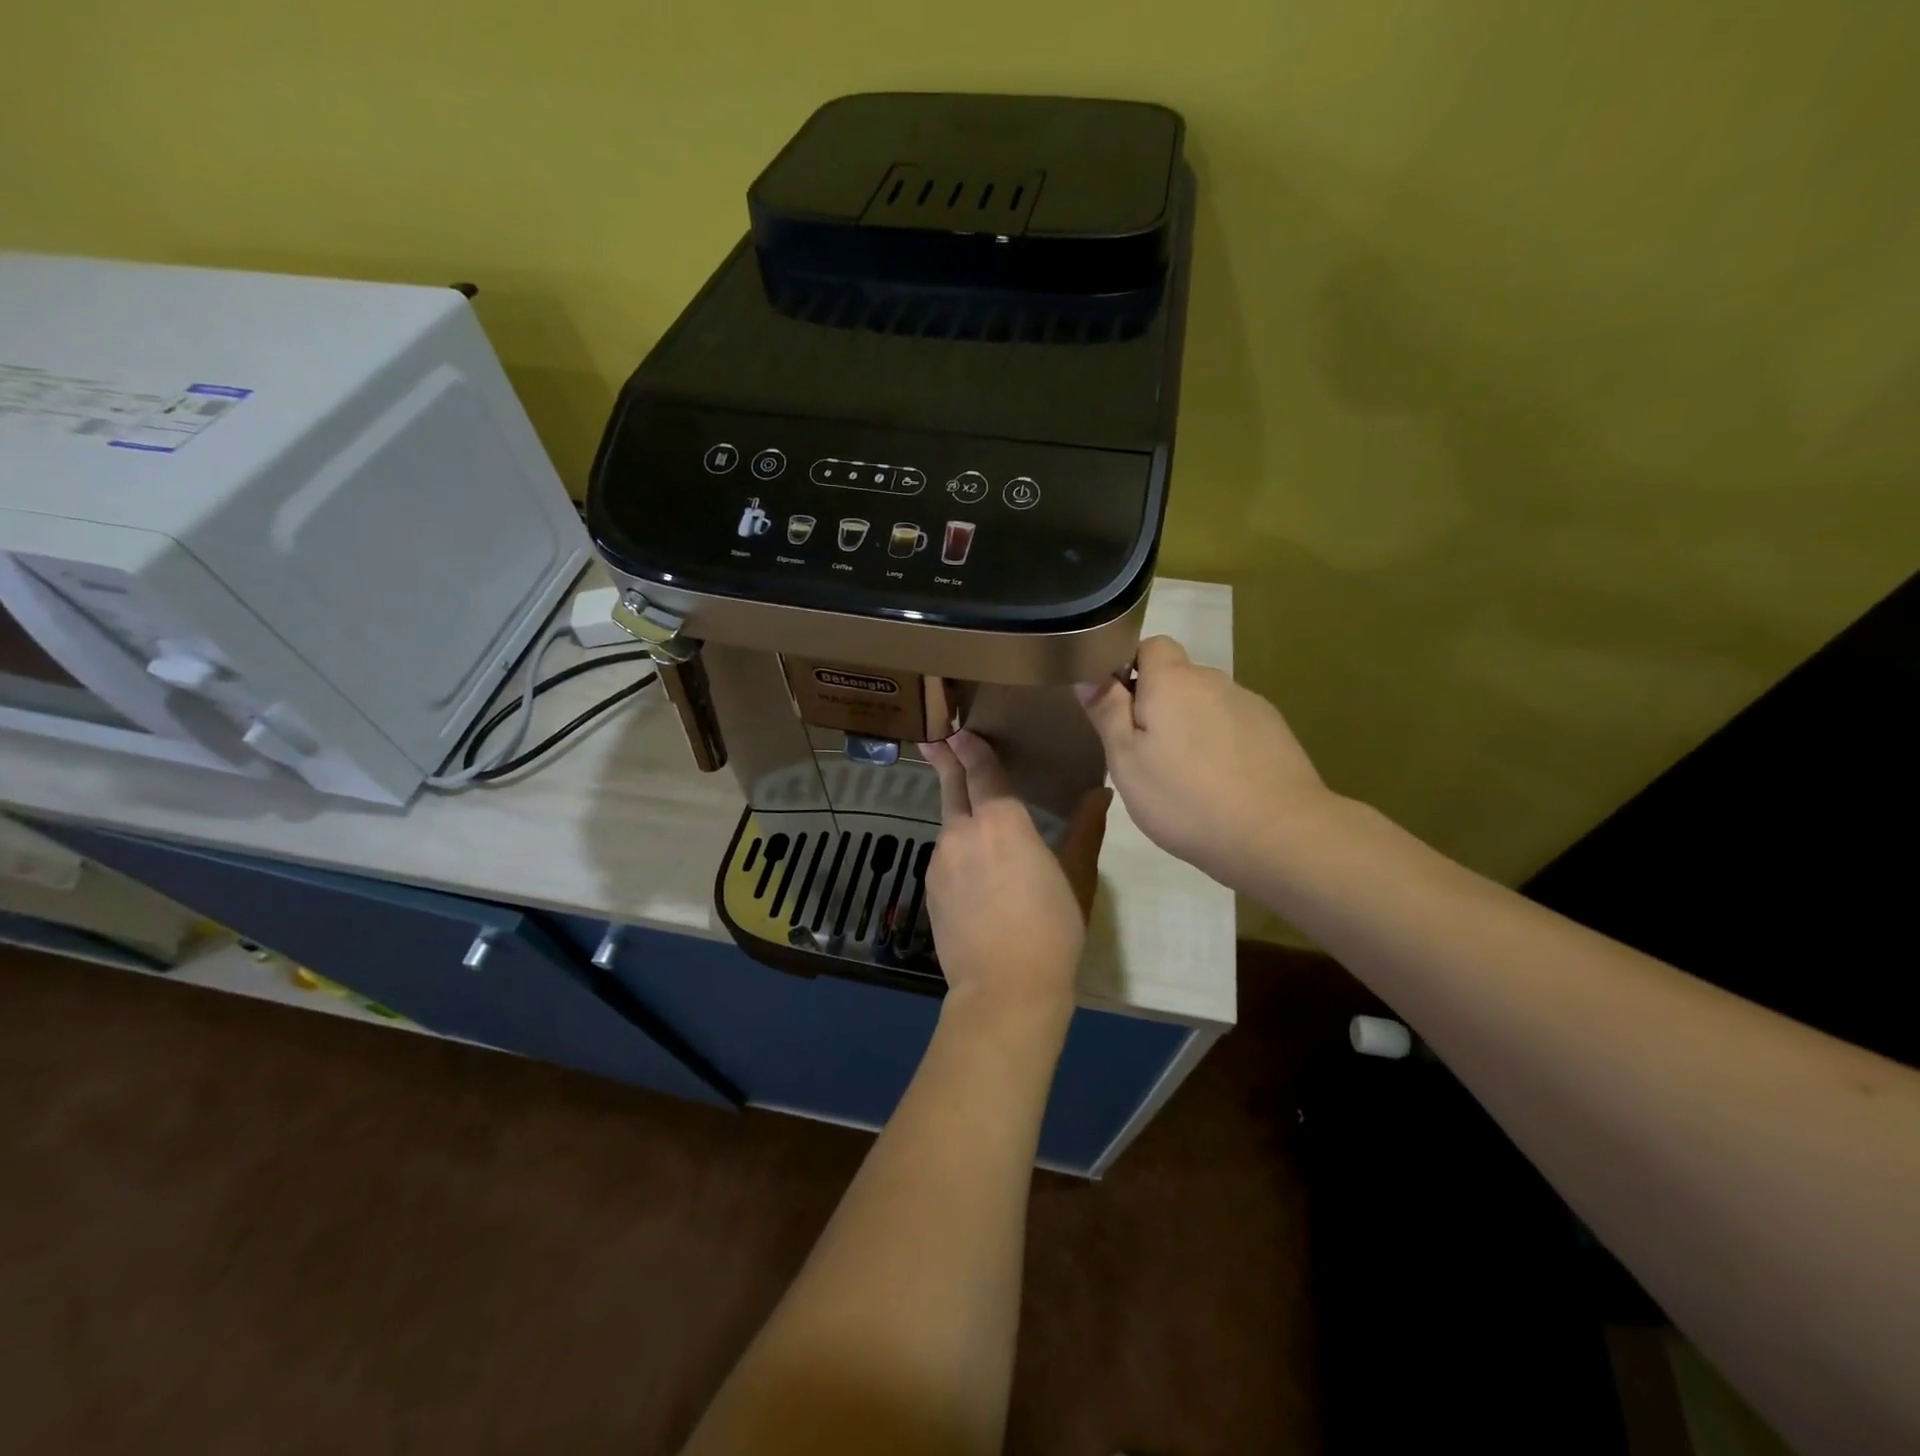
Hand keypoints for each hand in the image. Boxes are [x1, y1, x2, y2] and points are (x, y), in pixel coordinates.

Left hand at [920, 731, 1108, 1033]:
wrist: (1005, 991)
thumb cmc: (1052, 930)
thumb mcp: (1077, 877)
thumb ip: (1085, 829)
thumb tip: (1101, 792)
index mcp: (1002, 822)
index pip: (983, 771)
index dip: (972, 748)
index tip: (960, 728)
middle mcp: (963, 832)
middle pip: (952, 787)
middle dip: (946, 760)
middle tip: (936, 739)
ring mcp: (940, 860)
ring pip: (948, 822)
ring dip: (956, 809)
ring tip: (968, 807)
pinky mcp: (930, 888)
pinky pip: (944, 854)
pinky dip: (956, 846)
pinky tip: (971, 864)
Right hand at [1077, 636, 1334, 890]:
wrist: (1278, 834)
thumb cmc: (1185, 797)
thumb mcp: (1126, 760)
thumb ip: (1107, 712)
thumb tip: (1088, 674)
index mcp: (1173, 681)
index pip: (1150, 645)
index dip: (1130, 667)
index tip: (1119, 708)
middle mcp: (1214, 681)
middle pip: (1178, 678)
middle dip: (1159, 704)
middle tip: (1146, 753)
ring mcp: (1249, 705)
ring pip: (1206, 705)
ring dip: (1191, 726)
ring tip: (1185, 776)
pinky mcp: (1275, 732)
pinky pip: (1233, 726)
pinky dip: (1220, 744)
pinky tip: (1220, 784)